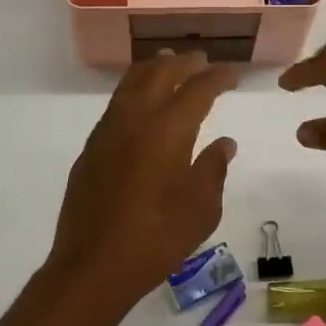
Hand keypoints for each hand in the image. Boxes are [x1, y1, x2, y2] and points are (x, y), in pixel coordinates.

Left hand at [45, 52, 237, 317]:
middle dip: (185, 64)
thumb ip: (213, 170)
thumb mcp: (200, 210)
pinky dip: (134, 89)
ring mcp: (108, 130)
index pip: (197, 89)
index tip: (233, 73)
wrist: (92, 265)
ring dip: (154, 69)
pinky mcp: (91, 147)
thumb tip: (224, 143)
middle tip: (203, 60)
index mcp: (167, 130)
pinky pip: (116, 102)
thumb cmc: (156, 239)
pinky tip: (142, 101)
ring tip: (170, 64)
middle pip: (161, 74)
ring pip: (132, 82)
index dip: (218, 77)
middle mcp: (135, 119)